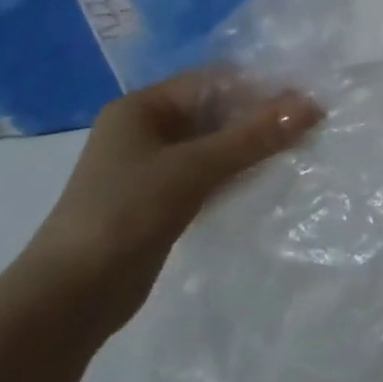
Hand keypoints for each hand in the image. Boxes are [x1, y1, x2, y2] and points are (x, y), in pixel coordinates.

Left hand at [17, 70, 322, 336]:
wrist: (69, 299)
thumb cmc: (125, 214)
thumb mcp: (194, 168)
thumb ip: (254, 136)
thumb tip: (313, 106)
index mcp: (142, 107)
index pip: (214, 82)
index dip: (260, 87)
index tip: (307, 100)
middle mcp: (147, 130)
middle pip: (216, 111)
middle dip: (261, 117)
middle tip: (312, 125)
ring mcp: (154, 167)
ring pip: (216, 144)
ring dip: (254, 146)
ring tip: (302, 147)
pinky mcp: (163, 200)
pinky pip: (211, 173)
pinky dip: (239, 172)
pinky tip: (271, 176)